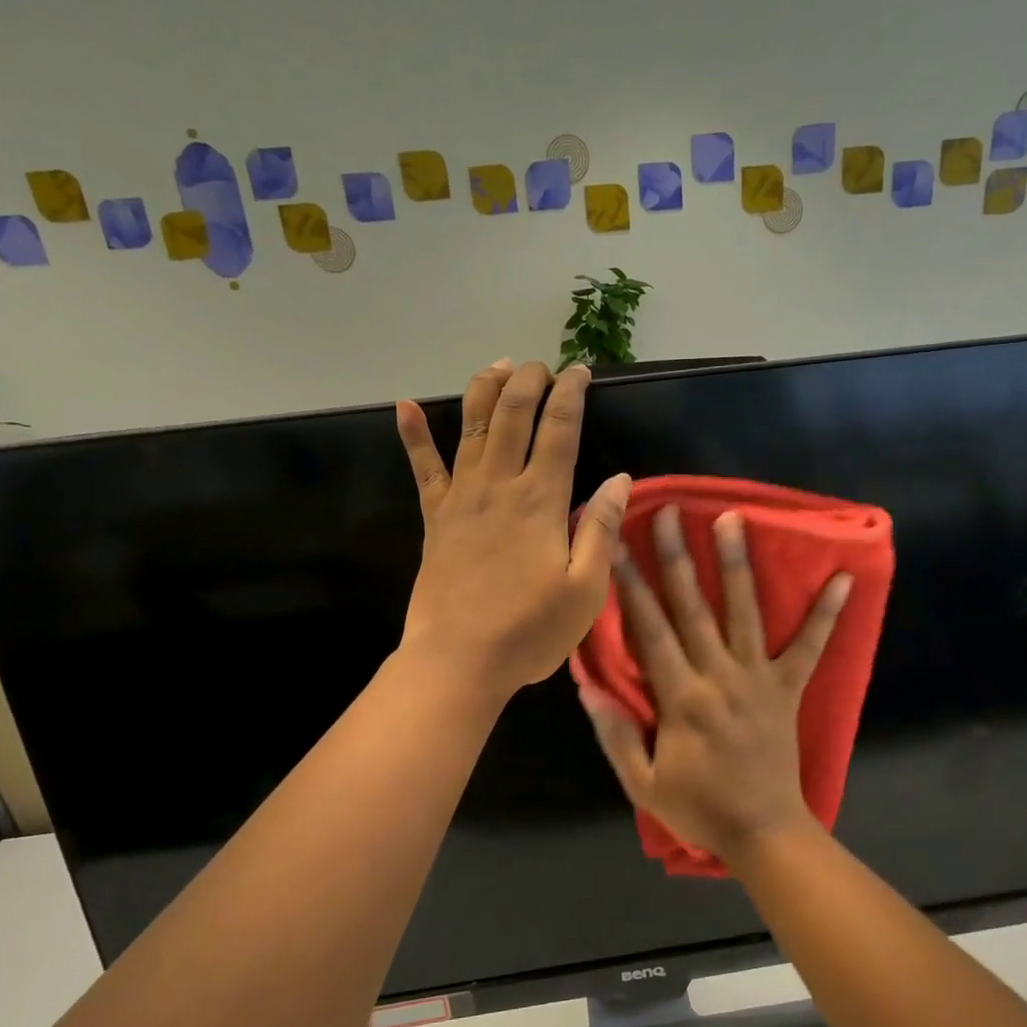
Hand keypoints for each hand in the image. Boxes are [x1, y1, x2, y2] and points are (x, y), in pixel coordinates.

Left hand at [396, 359, 630, 703]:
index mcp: (541, 500)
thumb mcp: (585, 590)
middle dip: (529, 381)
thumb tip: (621, 480)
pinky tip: (405, 405)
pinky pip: (422, 467)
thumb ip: (601, 529)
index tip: (580, 372)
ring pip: (470, 427)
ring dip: (484, 389)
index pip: (559, 429)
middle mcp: (498, 485)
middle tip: (542, 366)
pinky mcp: (434, 517)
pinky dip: (413, 434)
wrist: (458, 660)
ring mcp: (460, 498)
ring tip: (498, 366)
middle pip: (512, 414)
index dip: (571, 394)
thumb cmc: (529, 631)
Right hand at [581, 505, 851, 860]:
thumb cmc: (699, 809)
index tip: (615, 544)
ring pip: (745, 613)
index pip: (649, 631)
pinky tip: (846, 579)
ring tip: (733, 518)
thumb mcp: (642, 783)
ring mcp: (758, 679)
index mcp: (681, 698)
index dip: (629, 585)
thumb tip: (588, 690)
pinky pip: (811, 647)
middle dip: (676, 558)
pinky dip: (827, 614)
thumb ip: (615, 735)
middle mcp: (719, 677)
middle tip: (669, 512)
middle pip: (692, 609)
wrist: (764, 834)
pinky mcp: (788, 689)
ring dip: (738, 565)